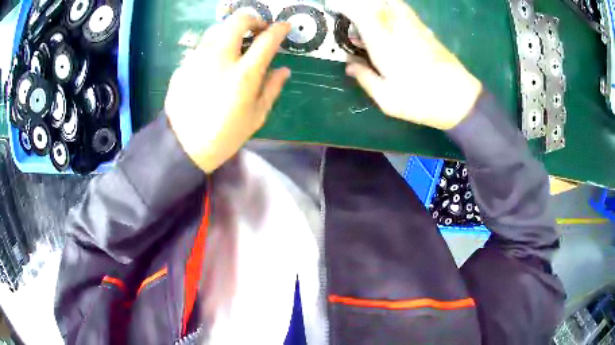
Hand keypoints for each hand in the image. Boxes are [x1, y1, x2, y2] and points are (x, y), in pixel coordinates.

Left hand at [165, 14, 290, 172]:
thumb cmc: (224, 135)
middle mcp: (220, 58)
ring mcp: (198, 59)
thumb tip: (284, 70)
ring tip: (235, 44)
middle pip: (238, 21)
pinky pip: (201, 46)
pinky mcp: (183, 64)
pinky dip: (213, 47)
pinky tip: (213, 64)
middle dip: (253, 19)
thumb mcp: (256, 116)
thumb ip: (272, 88)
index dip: (279, 29)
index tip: (284, 27)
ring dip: (231, 30)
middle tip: (258, 29)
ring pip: (217, 29)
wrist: (182, 146)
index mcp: (244, 74)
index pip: (267, 40)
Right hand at [335, 0, 482, 129]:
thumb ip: (364, 78)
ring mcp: (414, 26)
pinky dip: (389, 7)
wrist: (460, 100)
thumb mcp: (386, 99)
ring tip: (364, 16)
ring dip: (374, 3)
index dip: (343, 5)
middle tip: (347, 11)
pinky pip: (403, 9)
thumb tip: (350, 65)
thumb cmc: (421, 101)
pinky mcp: (425, 30)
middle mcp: (398, 27)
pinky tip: (385, 20)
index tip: (331, 6)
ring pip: (391, 1)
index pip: (359, 11)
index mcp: (384, 42)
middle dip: (358, 2)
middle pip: (375, 1)